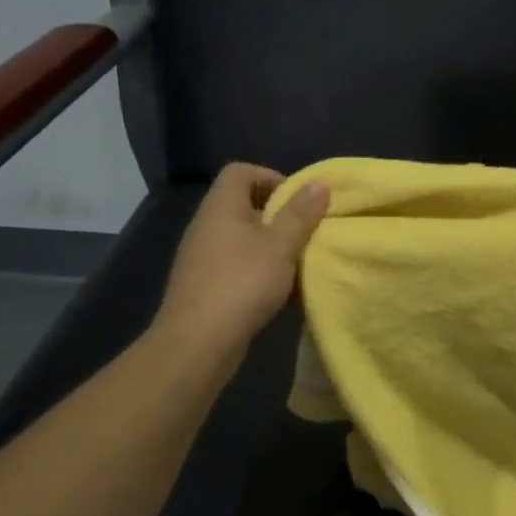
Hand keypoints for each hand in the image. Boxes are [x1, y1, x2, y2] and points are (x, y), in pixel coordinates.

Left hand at [154, 163, 328, 357]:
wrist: (197, 344)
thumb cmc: (241, 284)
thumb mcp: (280, 246)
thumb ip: (300, 214)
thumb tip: (319, 183)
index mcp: (221, 207)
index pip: (241, 172)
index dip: (272, 178)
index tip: (298, 202)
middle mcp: (208, 226)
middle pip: (245, 205)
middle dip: (279, 217)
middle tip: (306, 233)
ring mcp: (204, 257)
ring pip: (244, 239)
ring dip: (272, 247)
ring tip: (298, 263)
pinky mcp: (206, 286)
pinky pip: (238, 266)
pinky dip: (260, 272)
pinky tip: (280, 292)